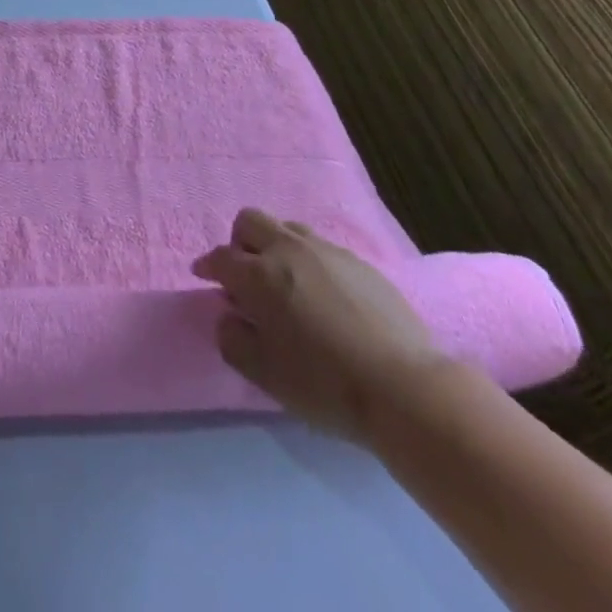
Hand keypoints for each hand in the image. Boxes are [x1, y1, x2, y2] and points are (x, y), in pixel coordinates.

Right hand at [193, 208, 447, 444]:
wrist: (406, 389)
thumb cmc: (325, 384)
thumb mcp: (264, 374)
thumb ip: (233, 340)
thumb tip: (229, 317)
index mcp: (258, 274)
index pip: (220, 257)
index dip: (208, 266)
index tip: (205, 278)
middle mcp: (288, 250)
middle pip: (250, 221)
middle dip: (240, 242)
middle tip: (247, 276)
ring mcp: (327, 252)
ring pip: (287, 228)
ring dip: (276, 247)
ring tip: (286, 282)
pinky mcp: (360, 263)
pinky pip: (322, 248)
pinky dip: (310, 262)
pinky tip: (325, 296)